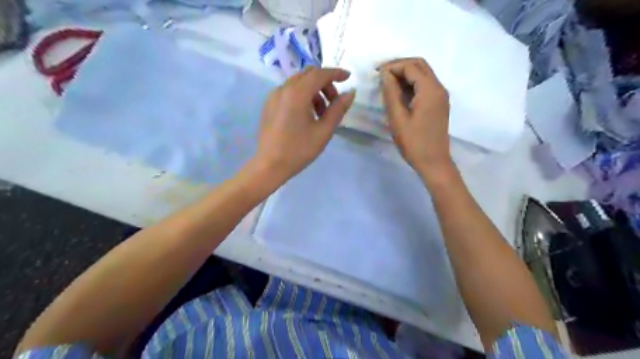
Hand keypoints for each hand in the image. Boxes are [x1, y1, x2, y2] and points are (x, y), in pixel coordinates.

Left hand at [254, 68, 354, 183]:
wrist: (270, 165)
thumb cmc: (299, 150)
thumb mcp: (324, 131)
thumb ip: (338, 109)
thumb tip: (350, 93)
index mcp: (297, 93)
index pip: (320, 74)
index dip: (336, 73)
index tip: (349, 77)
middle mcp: (283, 89)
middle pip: (308, 75)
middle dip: (325, 83)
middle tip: (334, 103)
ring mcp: (273, 96)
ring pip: (298, 83)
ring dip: (314, 91)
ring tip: (321, 114)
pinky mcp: (269, 105)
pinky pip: (289, 92)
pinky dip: (302, 96)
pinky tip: (306, 116)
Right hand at [380, 58, 454, 178]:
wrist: (434, 162)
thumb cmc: (414, 143)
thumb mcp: (397, 118)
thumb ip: (391, 93)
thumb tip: (385, 74)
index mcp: (430, 90)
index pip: (410, 67)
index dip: (392, 66)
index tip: (375, 73)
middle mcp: (439, 88)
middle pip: (419, 65)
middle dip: (399, 66)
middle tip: (380, 74)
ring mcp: (440, 96)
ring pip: (423, 74)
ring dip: (405, 74)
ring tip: (386, 82)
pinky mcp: (438, 104)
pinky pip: (425, 85)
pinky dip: (411, 83)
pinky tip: (398, 92)